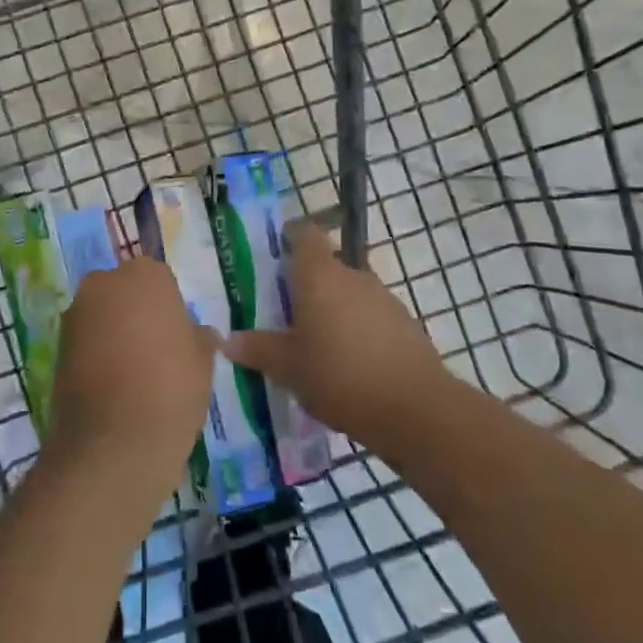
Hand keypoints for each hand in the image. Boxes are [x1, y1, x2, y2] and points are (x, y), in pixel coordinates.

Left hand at [47, 258, 216, 506]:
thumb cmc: (170, 389)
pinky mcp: (56, 346)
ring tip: (134, 374)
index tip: (177, 336)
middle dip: (136, 313)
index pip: (160, 280)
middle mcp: (104, 283)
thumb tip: (199, 333)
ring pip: (102, 316)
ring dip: (114, 333)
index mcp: (145, 275)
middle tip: (157, 351)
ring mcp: (75, 314)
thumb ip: (199, 338)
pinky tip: (113, 387)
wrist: (113, 444)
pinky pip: (85, 342)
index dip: (169, 307)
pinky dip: (96, 355)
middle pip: (124, 292)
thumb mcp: (203, 363)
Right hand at [225, 221, 444, 453]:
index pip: (305, 234)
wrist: (415, 408)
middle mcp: (352, 276)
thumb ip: (258, 349)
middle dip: (307, 286)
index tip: (276, 252)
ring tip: (317, 346)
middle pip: (326, 267)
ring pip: (349, 293)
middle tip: (285, 315)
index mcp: (319, 275)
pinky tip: (349, 365)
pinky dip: (358, 331)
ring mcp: (384, 298)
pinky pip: (371, 318)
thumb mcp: (288, 368)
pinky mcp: (405, 324)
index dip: (291, 237)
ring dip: (334, 311)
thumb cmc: (339, 376)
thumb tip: (228, 340)